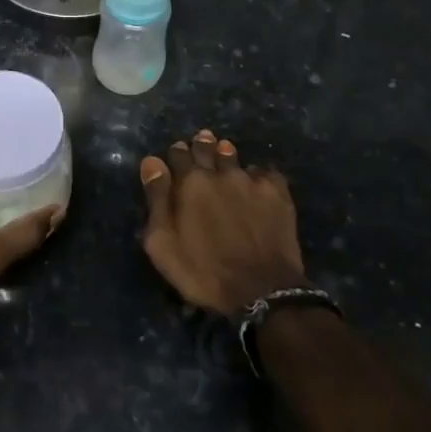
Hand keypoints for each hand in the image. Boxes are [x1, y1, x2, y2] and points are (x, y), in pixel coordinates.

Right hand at [139, 128, 304, 317]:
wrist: (261, 291)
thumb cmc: (203, 271)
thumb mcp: (163, 243)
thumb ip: (157, 200)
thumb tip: (152, 162)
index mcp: (190, 183)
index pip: (179, 154)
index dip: (176, 153)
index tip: (176, 153)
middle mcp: (221, 173)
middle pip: (208, 149)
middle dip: (202, 144)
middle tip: (201, 141)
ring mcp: (252, 181)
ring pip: (235, 157)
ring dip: (227, 154)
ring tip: (224, 152)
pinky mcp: (278, 194)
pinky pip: (264, 172)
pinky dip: (256, 174)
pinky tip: (255, 180)